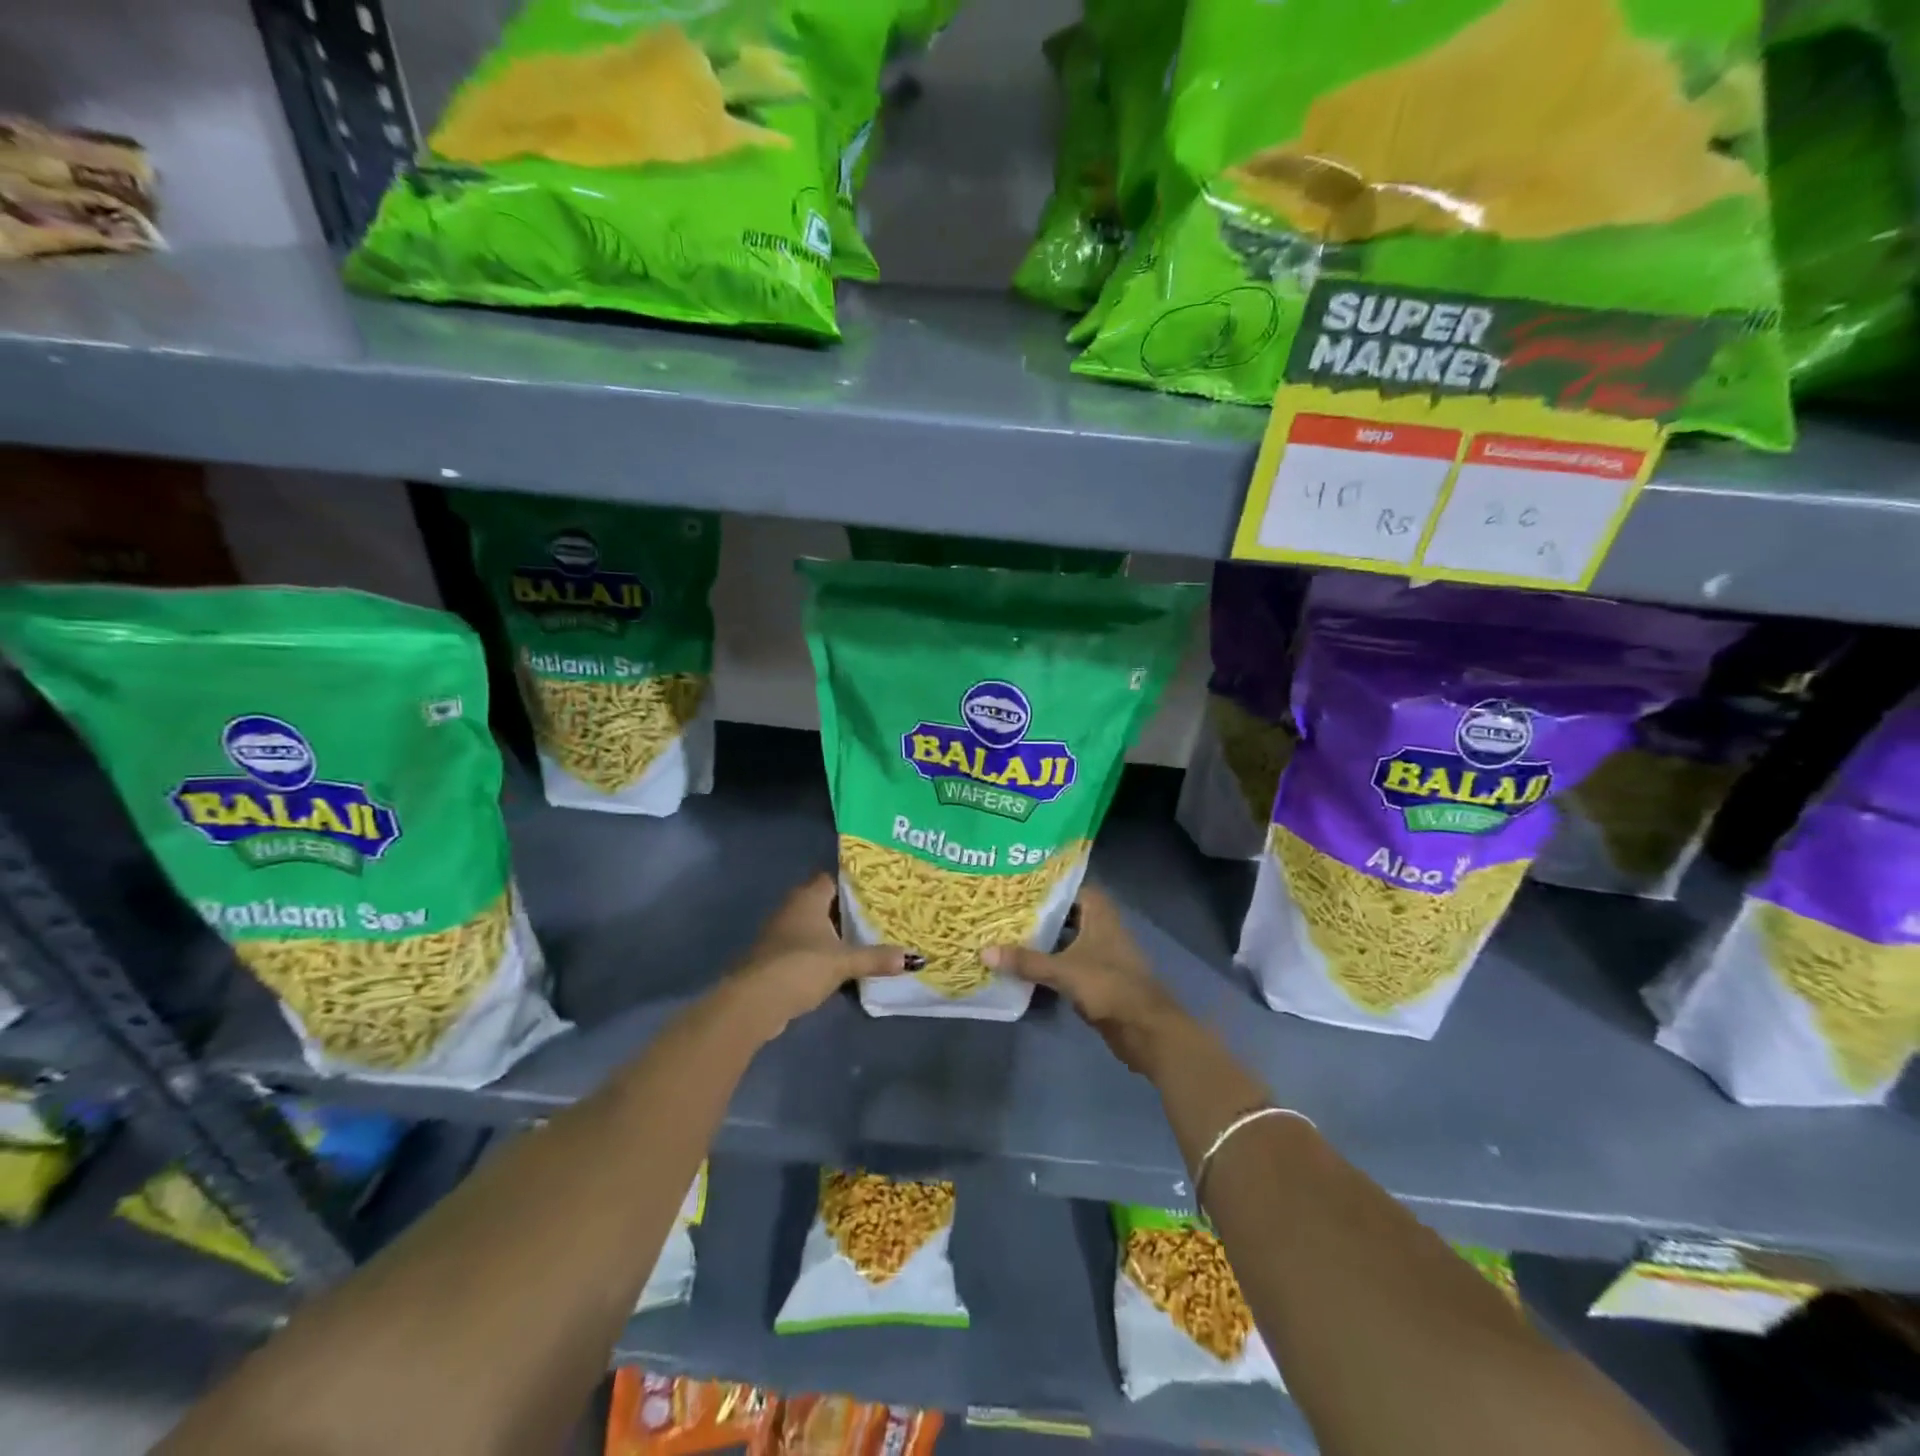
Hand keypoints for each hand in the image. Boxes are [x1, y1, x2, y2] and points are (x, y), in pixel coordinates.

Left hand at [722, 873, 911, 1043]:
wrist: (755, 1002)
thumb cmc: (801, 966)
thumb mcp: (844, 962)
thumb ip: (876, 958)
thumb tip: (914, 958)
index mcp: (808, 897)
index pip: (833, 878)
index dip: (854, 883)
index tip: (878, 890)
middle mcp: (791, 908)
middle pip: (825, 902)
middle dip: (848, 910)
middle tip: (879, 915)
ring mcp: (780, 934)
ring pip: (814, 926)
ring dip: (834, 933)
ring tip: (866, 939)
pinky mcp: (775, 958)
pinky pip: (806, 947)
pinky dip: (822, 953)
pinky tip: (840, 964)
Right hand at [984, 884, 1191, 1076]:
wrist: (1146, 1029)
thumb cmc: (1109, 986)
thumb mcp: (1064, 971)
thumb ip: (1026, 961)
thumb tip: (984, 952)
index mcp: (1100, 914)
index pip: (1073, 887)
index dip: (1048, 885)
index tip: (1019, 885)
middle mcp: (1102, 928)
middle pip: (1067, 913)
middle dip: (1040, 913)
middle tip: (1005, 910)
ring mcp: (1102, 955)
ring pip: (1067, 940)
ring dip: (1044, 940)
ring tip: (1008, 934)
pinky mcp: (1098, 980)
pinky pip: (1069, 964)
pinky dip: (1051, 964)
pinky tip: (1025, 967)